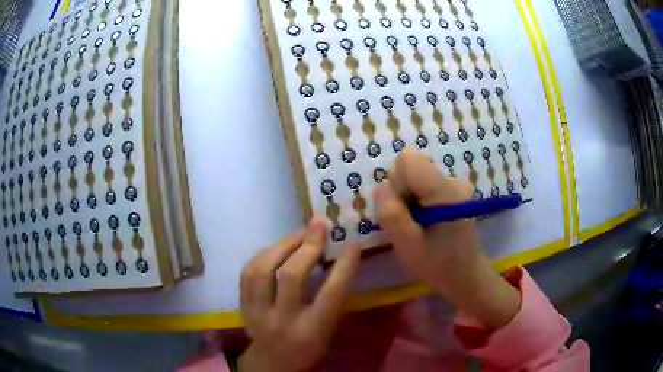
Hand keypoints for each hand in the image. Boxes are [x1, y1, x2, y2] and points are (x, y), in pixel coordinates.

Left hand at [238, 217, 359, 371]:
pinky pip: (248, 272)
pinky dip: (264, 254)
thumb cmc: (308, 347)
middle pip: (291, 276)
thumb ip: (332, 299)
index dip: (344, 266)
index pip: (330, 294)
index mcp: (311, 330)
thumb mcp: (328, 330)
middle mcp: (282, 320)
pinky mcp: (243, 305)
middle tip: (319, 226)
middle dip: (308, 246)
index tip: (353, 244)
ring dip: (283, 245)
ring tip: (299, 233)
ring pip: (263, 269)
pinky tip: (277, 247)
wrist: (272, 362)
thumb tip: (335, 257)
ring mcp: (257, 312)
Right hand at [374, 147, 520, 330]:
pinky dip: (415, 202)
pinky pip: (421, 185)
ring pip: (412, 177)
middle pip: (409, 168)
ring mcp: (453, 184)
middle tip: (408, 223)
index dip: (396, 183)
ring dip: (406, 200)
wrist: (465, 275)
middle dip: (400, 193)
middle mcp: (452, 180)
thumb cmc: (439, 264)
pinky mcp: (451, 190)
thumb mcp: (409, 246)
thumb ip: (392, 214)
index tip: (401, 209)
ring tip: (417, 226)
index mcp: (446, 191)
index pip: (408, 159)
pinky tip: (424, 222)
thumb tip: (382, 187)